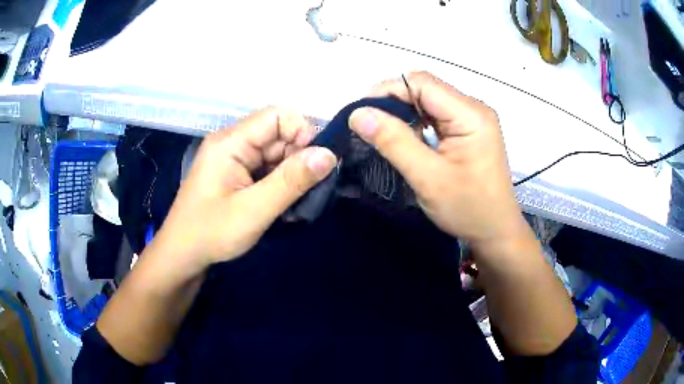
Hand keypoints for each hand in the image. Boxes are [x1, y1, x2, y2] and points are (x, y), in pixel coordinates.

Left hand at [153, 107, 336, 271]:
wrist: (182, 256)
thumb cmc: (211, 233)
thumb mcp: (254, 210)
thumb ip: (291, 181)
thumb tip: (329, 154)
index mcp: (230, 142)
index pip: (277, 116)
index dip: (302, 133)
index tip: (316, 165)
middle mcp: (232, 143)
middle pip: (278, 135)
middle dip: (298, 159)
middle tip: (305, 191)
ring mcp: (233, 159)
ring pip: (275, 154)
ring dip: (291, 174)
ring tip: (294, 202)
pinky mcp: (236, 174)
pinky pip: (267, 169)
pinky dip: (280, 183)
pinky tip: (282, 204)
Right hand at [349, 72, 525, 249]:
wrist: (496, 232)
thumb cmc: (468, 209)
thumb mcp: (428, 178)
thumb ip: (394, 142)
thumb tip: (358, 114)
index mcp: (470, 114)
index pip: (422, 83)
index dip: (388, 90)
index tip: (362, 113)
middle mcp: (474, 109)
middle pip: (426, 89)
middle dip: (394, 101)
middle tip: (367, 124)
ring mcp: (473, 119)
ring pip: (429, 102)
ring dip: (404, 113)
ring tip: (381, 132)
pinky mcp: (469, 131)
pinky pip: (437, 116)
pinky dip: (416, 123)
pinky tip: (405, 138)